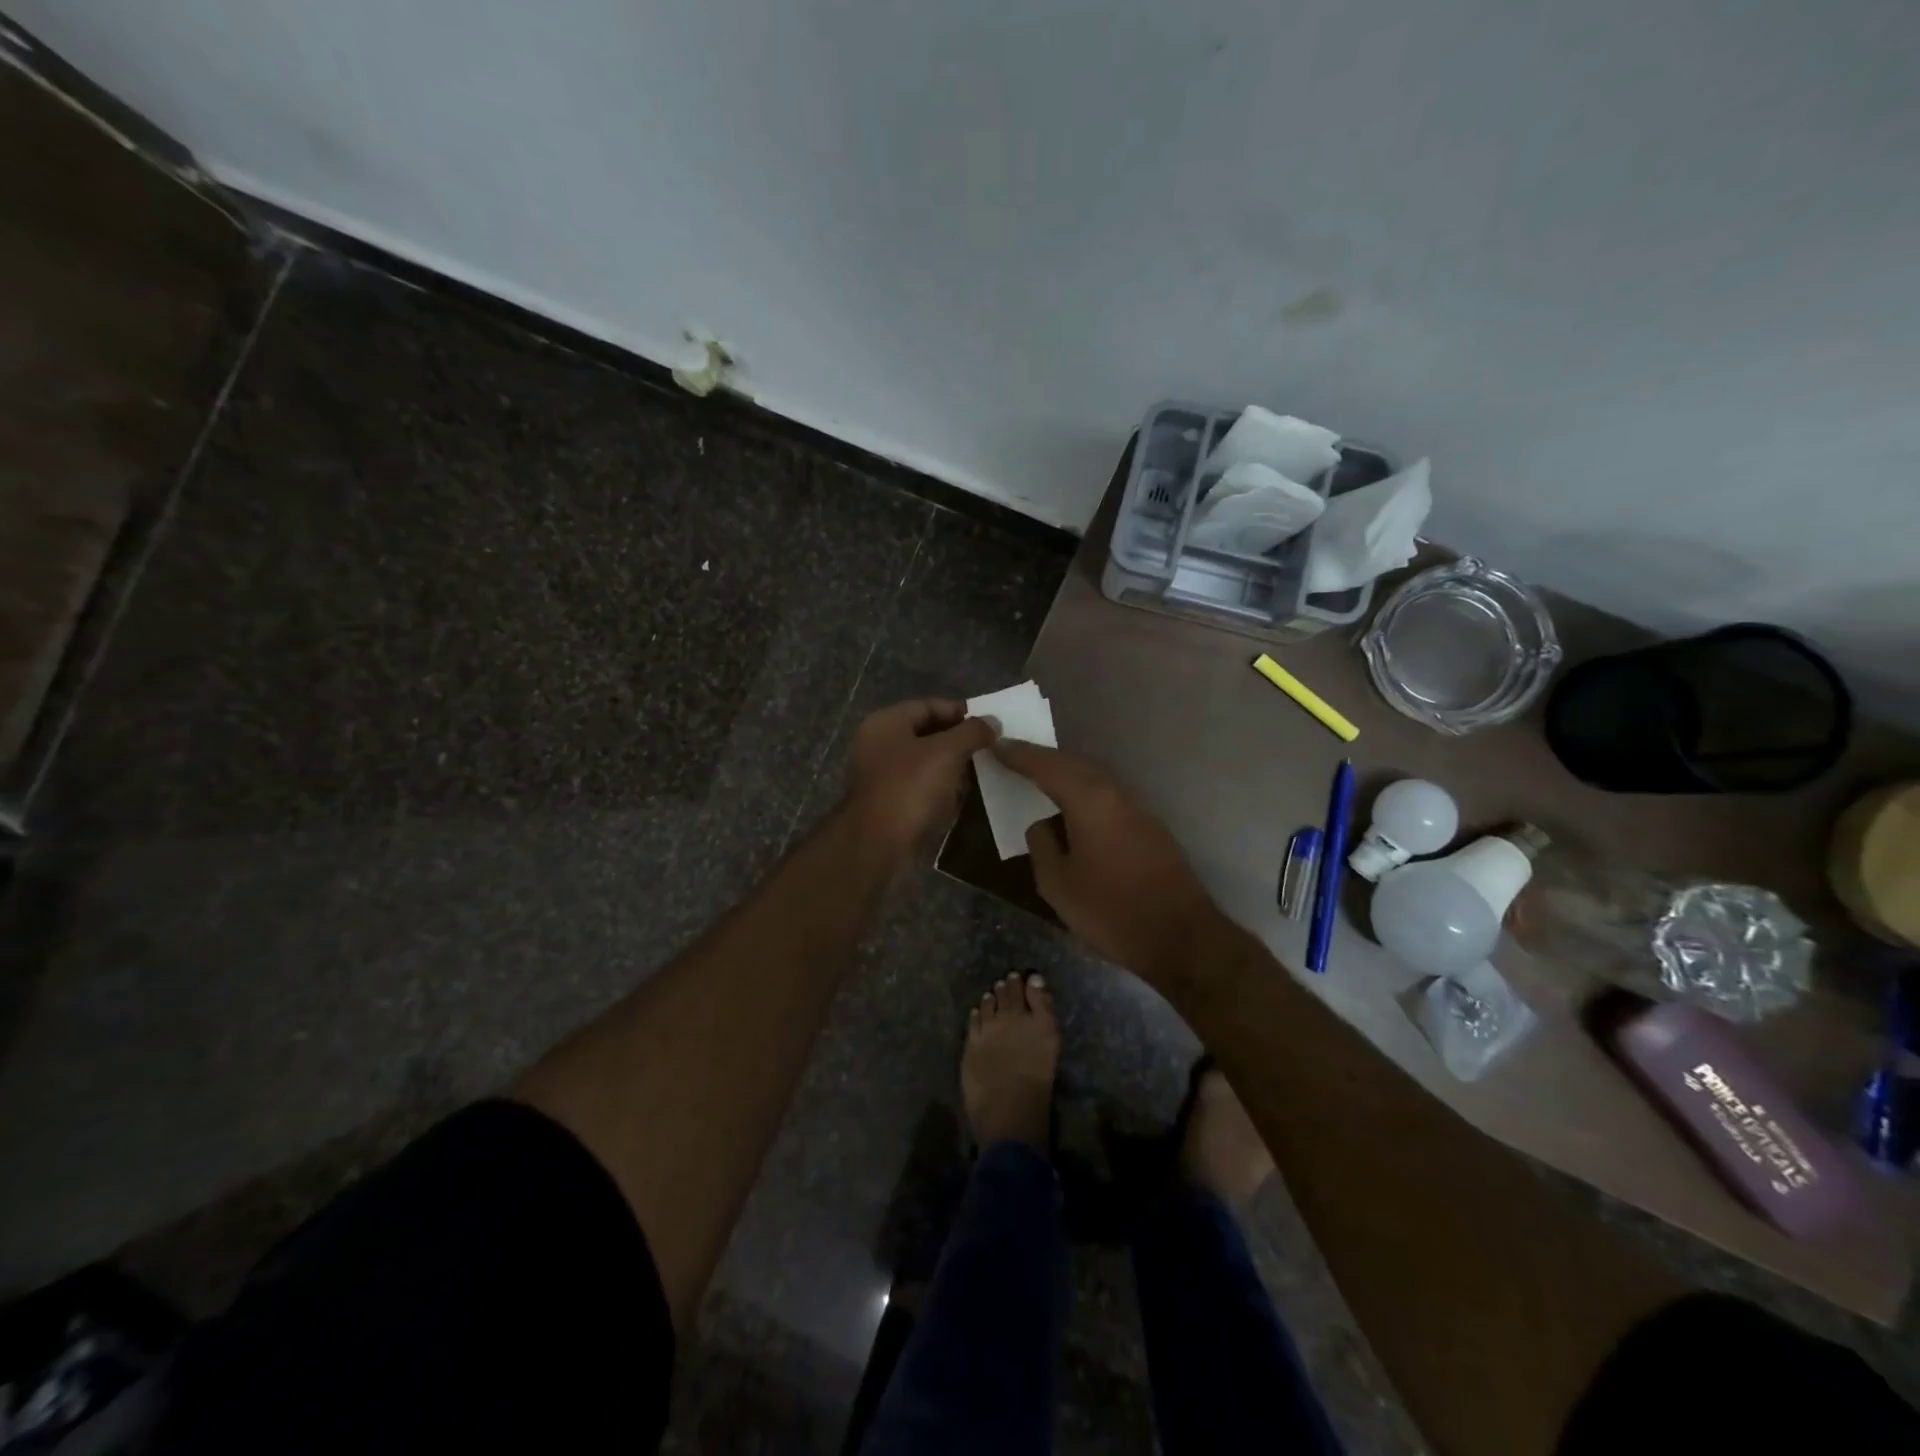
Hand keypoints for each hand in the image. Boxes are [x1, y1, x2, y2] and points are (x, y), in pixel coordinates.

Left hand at [846, 698, 996, 858]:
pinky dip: (939, 787)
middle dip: (957, 741)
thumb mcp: (947, 753)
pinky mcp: (887, 801)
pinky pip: (918, 785)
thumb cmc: (911, 788)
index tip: (987, 726)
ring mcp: (880, 774)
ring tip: (978, 773)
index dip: (959, 712)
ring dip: (950, 766)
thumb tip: (992, 721)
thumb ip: (972, 732)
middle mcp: (878, 744)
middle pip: (925, 733)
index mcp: (885, 723)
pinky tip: (959, 797)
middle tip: (986, 749)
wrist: (877, 844)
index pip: (928, 705)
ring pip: (923, 761)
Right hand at [994, 739, 1229, 985]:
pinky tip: (1072, 807)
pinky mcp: (1148, 826)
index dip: (1019, 755)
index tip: (996, 745)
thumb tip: (1042, 824)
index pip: (1046, 766)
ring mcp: (1136, 808)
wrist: (1180, 936)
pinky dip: (1083, 791)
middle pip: (1073, 763)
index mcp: (1088, 800)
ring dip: (1064, 773)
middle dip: (1042, 758)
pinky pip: (1106, 795)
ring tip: (1038, 778)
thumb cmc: (1110, 910)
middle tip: (1014, 756)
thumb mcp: (1057, 884)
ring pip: (1093, 777)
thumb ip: (1042, 845)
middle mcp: (1114, 793)